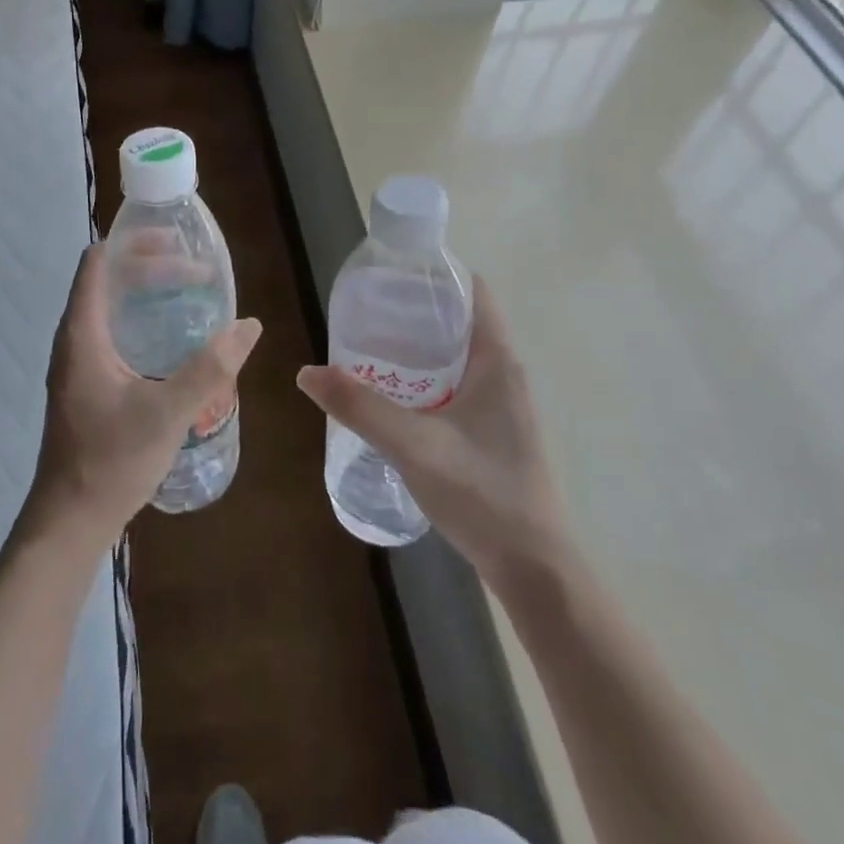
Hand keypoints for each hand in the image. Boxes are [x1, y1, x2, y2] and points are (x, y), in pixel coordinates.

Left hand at [26, 242, 261, 550]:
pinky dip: (142, 320)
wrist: (70, 521)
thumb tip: (250, 326)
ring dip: (147, 293)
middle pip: (108, 280)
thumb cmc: (111, 461)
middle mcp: (75, 339)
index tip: (175, 242)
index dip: (133, 243)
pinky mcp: (87, 382)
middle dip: (150, 267)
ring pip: (110, 307)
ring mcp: (78, 362)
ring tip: (190, 295)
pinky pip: (113, 331)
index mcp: (82, 333)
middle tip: (196, 272)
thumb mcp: (167, 413)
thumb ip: (210, 368)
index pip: (98, 263)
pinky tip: (173, 339)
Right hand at [297, 278, 562, 584]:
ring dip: (420, 346)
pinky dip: (427, 378)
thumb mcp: (415, 446)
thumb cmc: (484, 495)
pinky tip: (395, 397)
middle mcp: (505, 374)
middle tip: (368, 310)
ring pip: (458, 355)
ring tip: (372, 346)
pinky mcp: (495, 432)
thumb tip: (307, 372)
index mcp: (498, 360)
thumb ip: (361, 408)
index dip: (436, 273)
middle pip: (461, 320)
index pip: (474, 291)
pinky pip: (458, 385)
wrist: (536, 571)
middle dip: (416, 309)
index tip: (392, 272)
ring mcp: (504, 405)